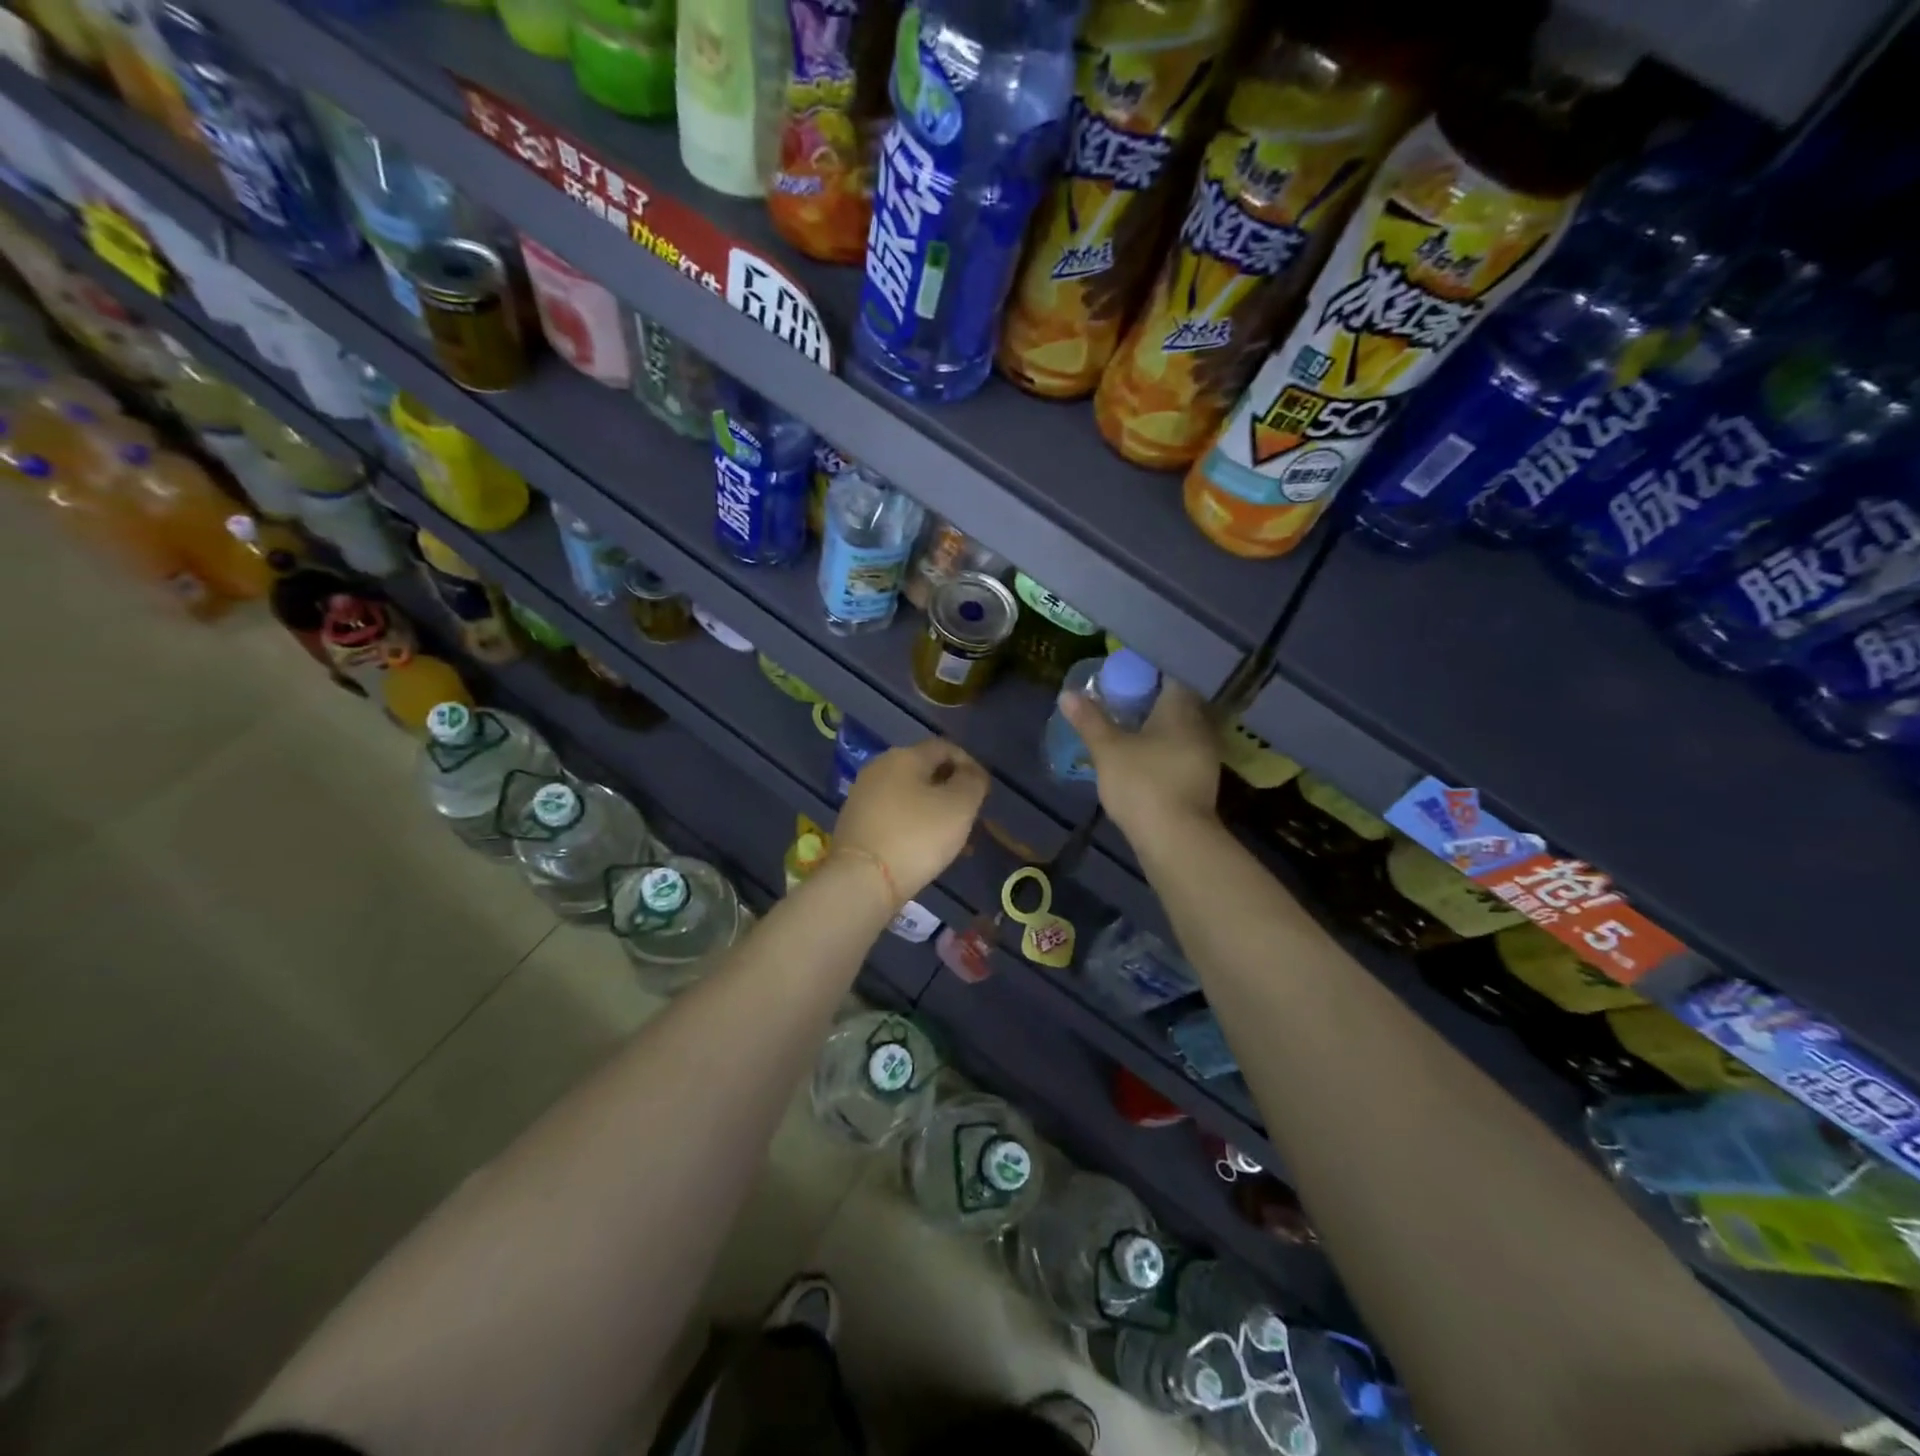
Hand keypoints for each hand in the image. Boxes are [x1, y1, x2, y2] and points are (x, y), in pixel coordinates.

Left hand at [835, 738, 989, 902]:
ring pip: (910, 797)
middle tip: (971, 817)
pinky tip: (926, 850)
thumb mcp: (960, 806)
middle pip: (925, 771)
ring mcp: (862, 797)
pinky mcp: (855, 824)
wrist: (861, 881)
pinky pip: (894, 817)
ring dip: (935, 812)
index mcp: (904, 756)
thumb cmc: (917, 836)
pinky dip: (914, 827)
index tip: (984, 792)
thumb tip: (972, 773)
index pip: (945, 747)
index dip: (970, 764)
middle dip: (952, 791)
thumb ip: (973, 782)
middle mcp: (879, 768)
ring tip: (954, 840)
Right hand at [1061, 680, 1219, 842]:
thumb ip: (1089, 719)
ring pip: (1180, 728)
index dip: (1147, 671)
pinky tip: (1142, 755)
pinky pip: (1181, 750)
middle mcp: (1200, 725)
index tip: (1124, 673)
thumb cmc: (1142, 783)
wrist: (1176, 839)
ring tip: (1127, 726)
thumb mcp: (1107, 749)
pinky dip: (1163, 748)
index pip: (1170, 674)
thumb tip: (1067, 694)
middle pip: (1177, 701)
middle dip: (1150, 699)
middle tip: (1120, 698)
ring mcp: (1205, 754)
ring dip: (1157, 725)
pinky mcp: (1201, 780)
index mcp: (1181, 708)